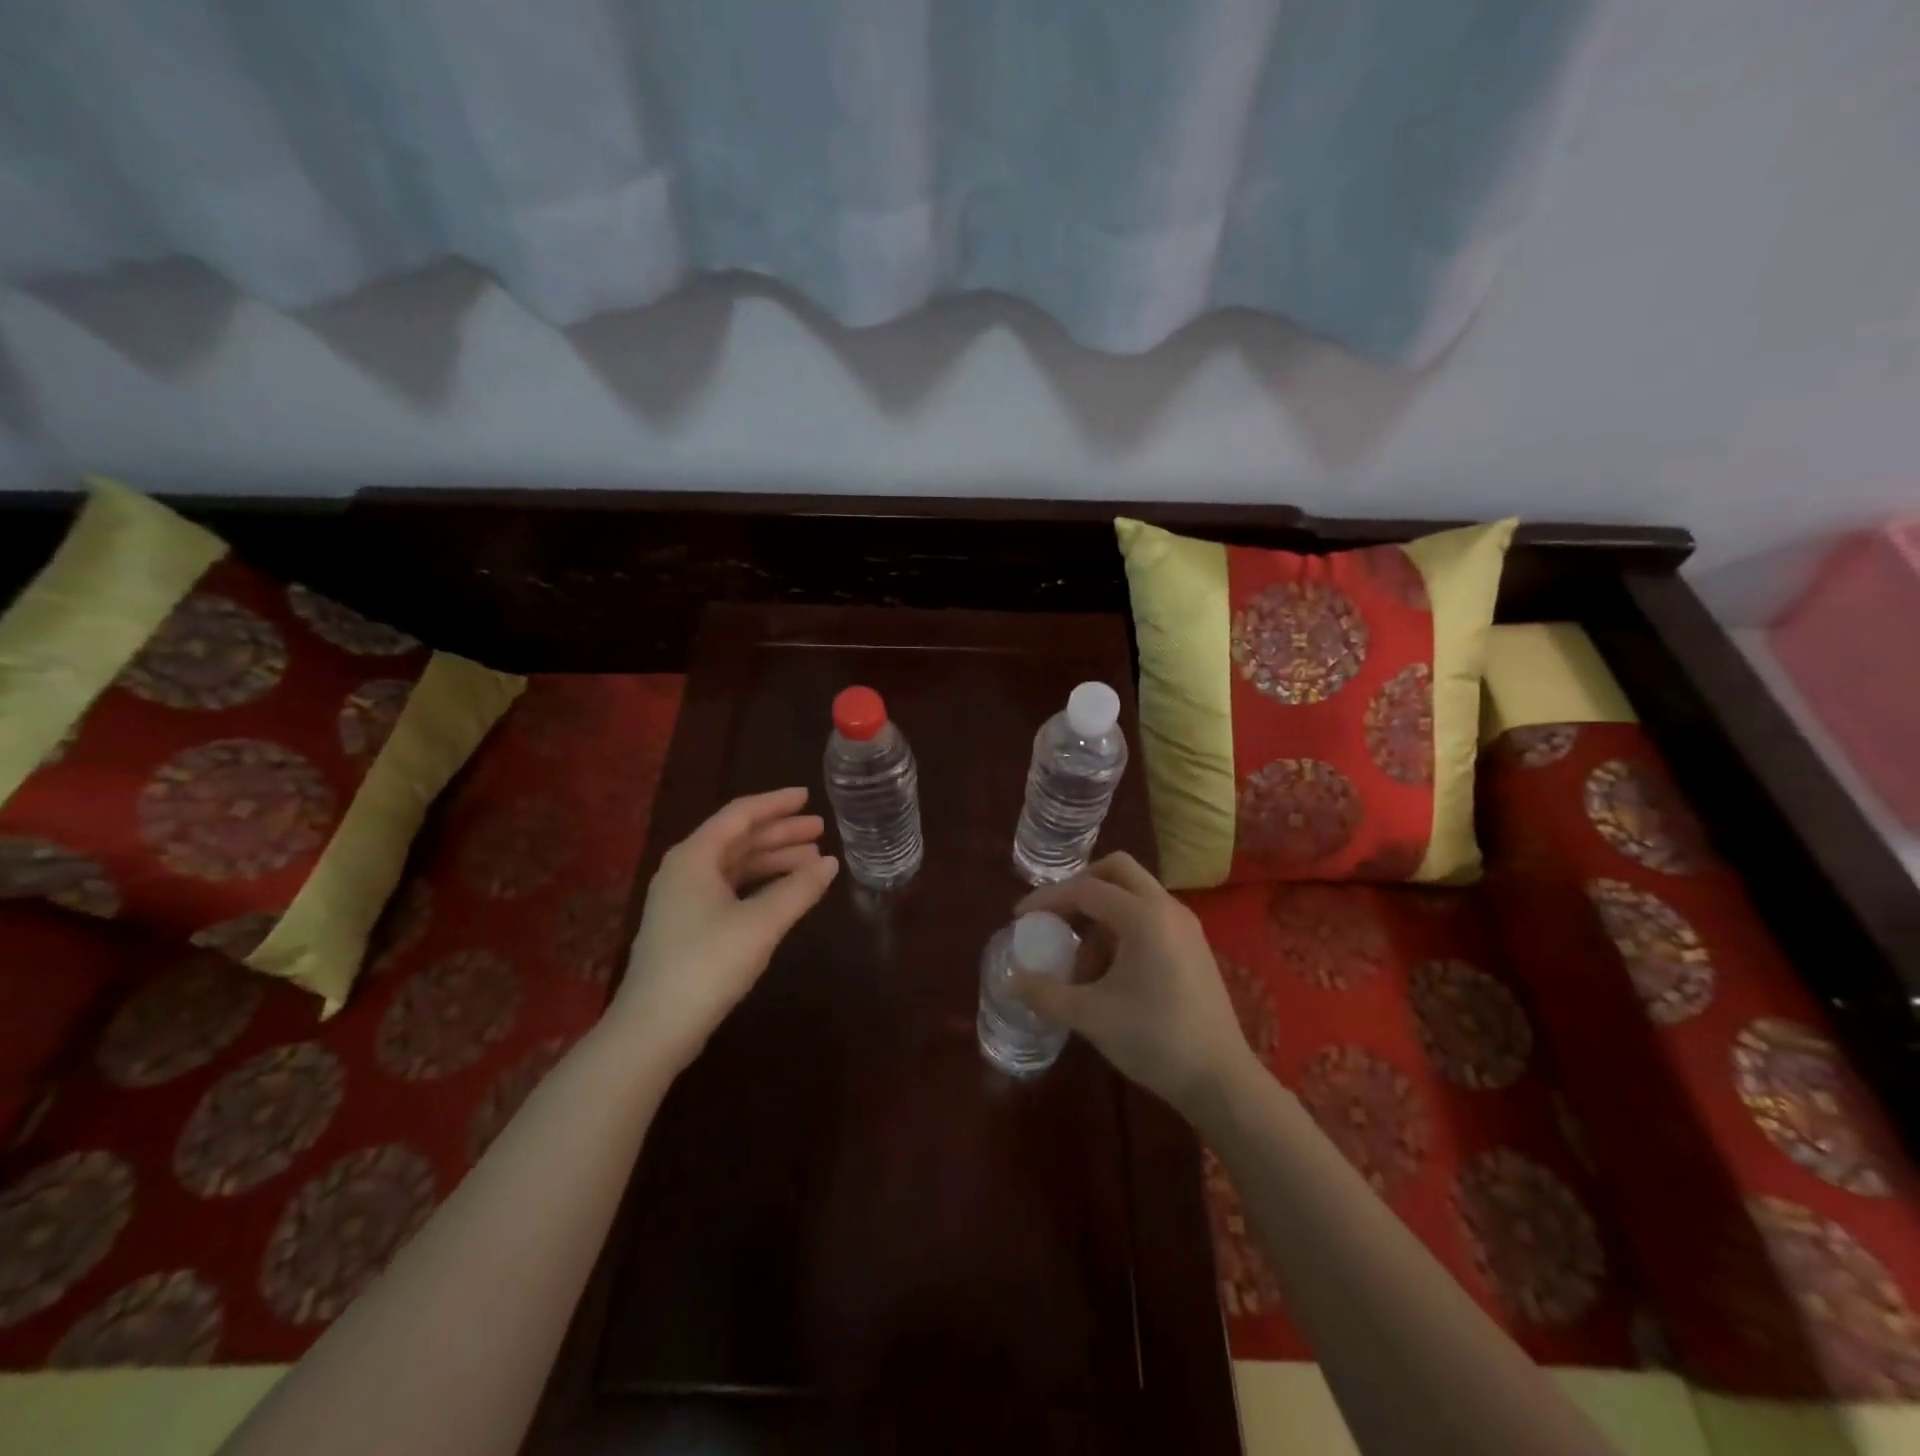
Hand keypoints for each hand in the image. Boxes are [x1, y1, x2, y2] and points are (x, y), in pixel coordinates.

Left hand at [615, 787, 837, 1072]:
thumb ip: (799, 889)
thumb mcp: (761, 924)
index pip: (740, 814)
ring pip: (735, 866)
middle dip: (780, 833)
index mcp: (695, 857)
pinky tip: (785, 894)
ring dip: (773, 861)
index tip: (808, 797)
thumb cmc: (707, 965)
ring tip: (813, 861)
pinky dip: (760, 886)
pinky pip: (730, 889)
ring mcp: (683, 899)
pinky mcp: (688, 926)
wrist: (653, 1029)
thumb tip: (831, 864)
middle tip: (820, 831)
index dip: (776, 804)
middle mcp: (685, 869)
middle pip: (739, 839)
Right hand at [1012, 853, 1253, 1117]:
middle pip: (1117, 870)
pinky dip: (1123, 925)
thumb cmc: (1154, 1040)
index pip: (1086, 890)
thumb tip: (1010, 980)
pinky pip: (1150, 914)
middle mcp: (1167, 908)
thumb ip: (1046, 993)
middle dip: (1080, 886)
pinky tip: (1110, 970)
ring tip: (1082, 960)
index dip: (1048, 899)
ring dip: (1102, 911)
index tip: (1021, 917)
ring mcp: (1185, 924)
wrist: (1221, 1079)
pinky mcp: (1194, 944)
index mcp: (1144, 917)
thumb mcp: (1091, 1016)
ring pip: (1134, 892)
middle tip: (1056, 915)